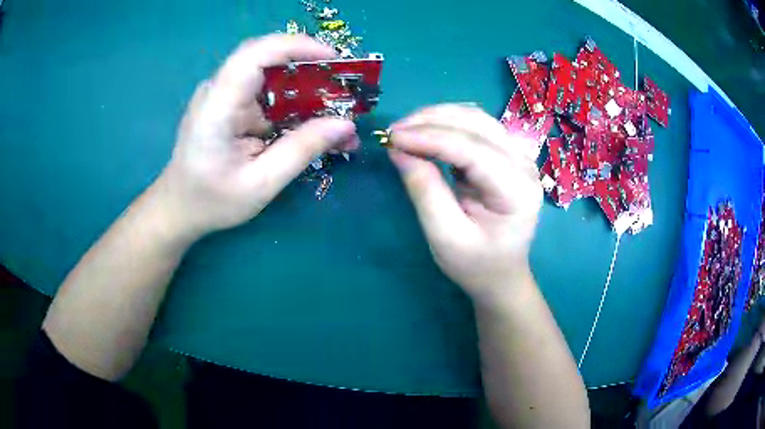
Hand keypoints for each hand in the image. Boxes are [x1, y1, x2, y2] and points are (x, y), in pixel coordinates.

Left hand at [155, 34, 358, 236]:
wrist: (179, 207)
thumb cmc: (212, 201)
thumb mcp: (260, 184)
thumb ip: (301, 150)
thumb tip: (345, 125)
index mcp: (217, 107)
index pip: (254, 55)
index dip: (295, 46)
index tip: (334, 59)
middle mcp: (218, 90)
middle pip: (268, 60)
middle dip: (310, 69)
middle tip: (343, 90)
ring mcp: (224, 95)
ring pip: (272, 76)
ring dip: (306, 90)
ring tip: (336, 112)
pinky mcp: (231, 104)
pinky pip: (268, 93)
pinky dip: (293, 104)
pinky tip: (312, 123)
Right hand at [388, 105, 542, 300]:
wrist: (501, 274)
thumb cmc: (476, 265)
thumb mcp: (445, 237)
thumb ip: (424, 191)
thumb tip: (398, 150)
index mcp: (518, 191)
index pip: (473, 150)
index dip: (430, 138)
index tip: (392, 137)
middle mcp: (524, 165)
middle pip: (477, 125)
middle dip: (431, 121)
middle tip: (393, 132)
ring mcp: (519, 156)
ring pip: (476, 118)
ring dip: (438, 117)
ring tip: (405, 129)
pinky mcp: (507, 154)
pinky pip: (476, 126)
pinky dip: (447, 123)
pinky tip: (425, 131)